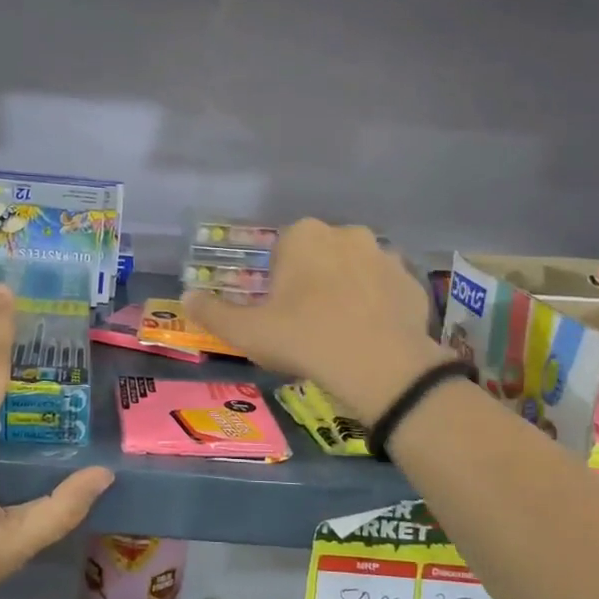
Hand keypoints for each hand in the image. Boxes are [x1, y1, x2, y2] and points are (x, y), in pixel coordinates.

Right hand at [182, 219, 447, 422]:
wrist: (380, 366)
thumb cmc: (304, 338)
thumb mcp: (247, 331)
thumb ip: (212, 312)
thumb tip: (186, 297)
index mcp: (304, 235)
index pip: (283, 247)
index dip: (277, 279)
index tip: (278, 310)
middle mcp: (347, 233)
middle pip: (320, 254)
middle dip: (313, 279)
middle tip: (306, 321)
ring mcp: (385, 255)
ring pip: (355, 269)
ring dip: (346, 289)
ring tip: (340, 331)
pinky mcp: (412, 281)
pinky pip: (385, 289)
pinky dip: (377, 304)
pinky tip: (370, 335)